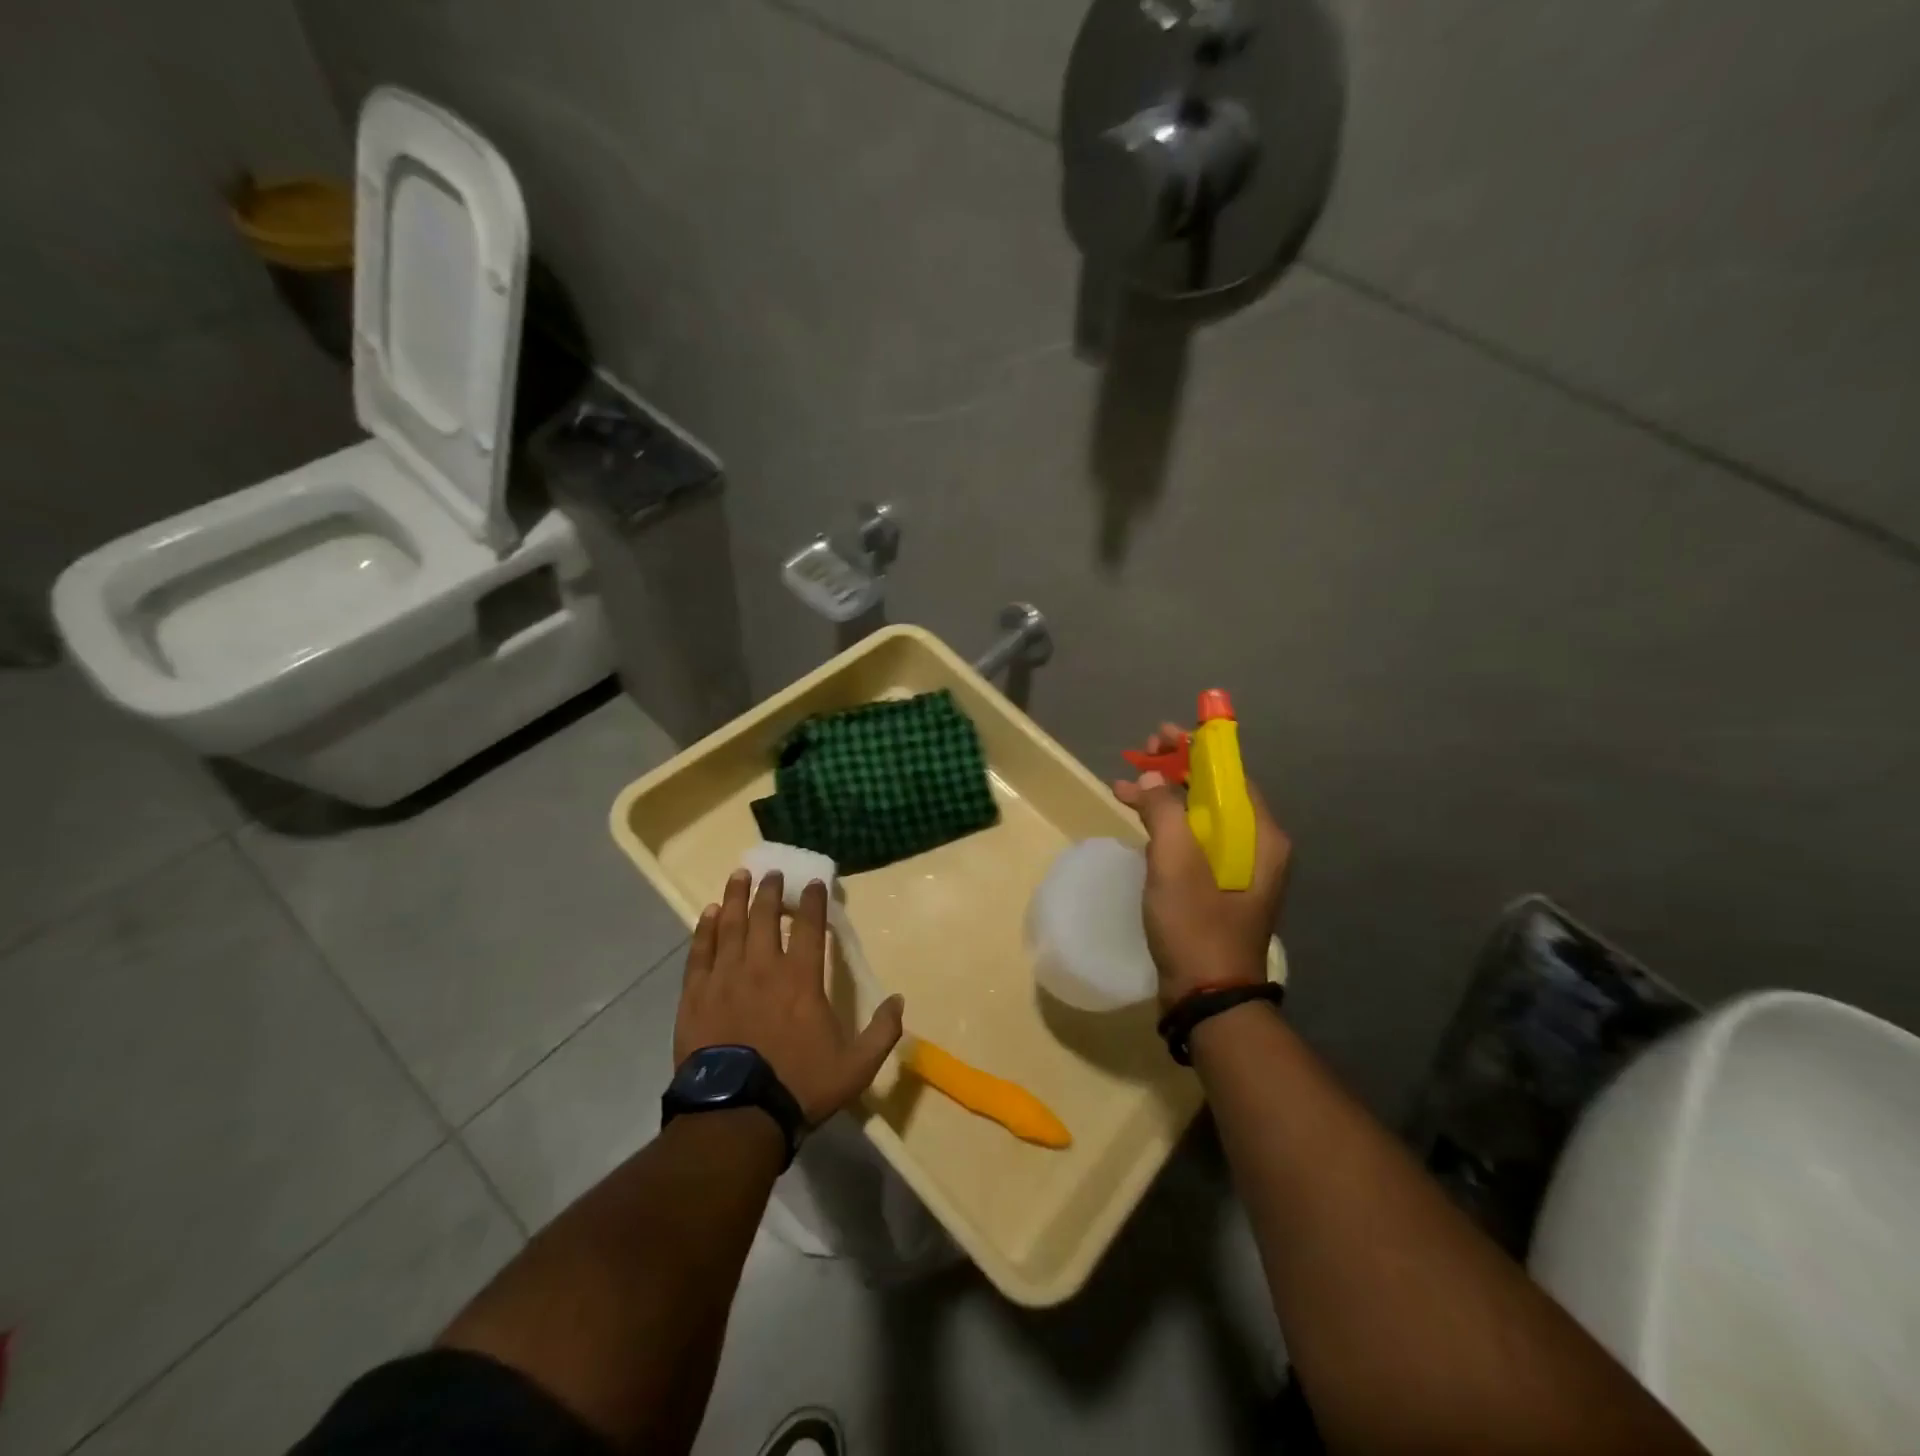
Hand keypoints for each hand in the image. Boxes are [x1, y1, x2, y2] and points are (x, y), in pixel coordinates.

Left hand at [675, 869, 904, 1125]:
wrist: (736, 1115)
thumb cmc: (799, 1086)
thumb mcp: (856, 1066)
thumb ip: (882, 1032)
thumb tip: (899, 1000)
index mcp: (802, 979)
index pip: (810, 927)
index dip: (814, 902)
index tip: (814, 884)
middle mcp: (763, 967)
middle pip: (766, 917)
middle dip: (771, 891)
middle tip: (772, 872)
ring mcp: (725, 978)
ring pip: (731, 926)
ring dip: (736, 898)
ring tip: (739, 876)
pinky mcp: (696, 995)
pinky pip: (700, 952)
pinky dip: (705, 930)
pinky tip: (707, 914)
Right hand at [1113, 722, 1291, 1008]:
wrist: (1207, 997)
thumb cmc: (1196, 925)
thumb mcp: (1175, 862)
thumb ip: (1165, 809)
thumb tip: (1155, 778)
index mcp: (1260, 835)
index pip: (1231, 772)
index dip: (1198, 747)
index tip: (1163, 733)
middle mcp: (1256, 846)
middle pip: (1216, 791)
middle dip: (1177, 769)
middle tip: (1142, 753)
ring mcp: (1238, 869)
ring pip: (1201, 816)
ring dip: (1165, 797)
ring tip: (1127, 784)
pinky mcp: (1218, 887)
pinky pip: (1194, 841)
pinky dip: (1166, 826)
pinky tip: (1138, 820)